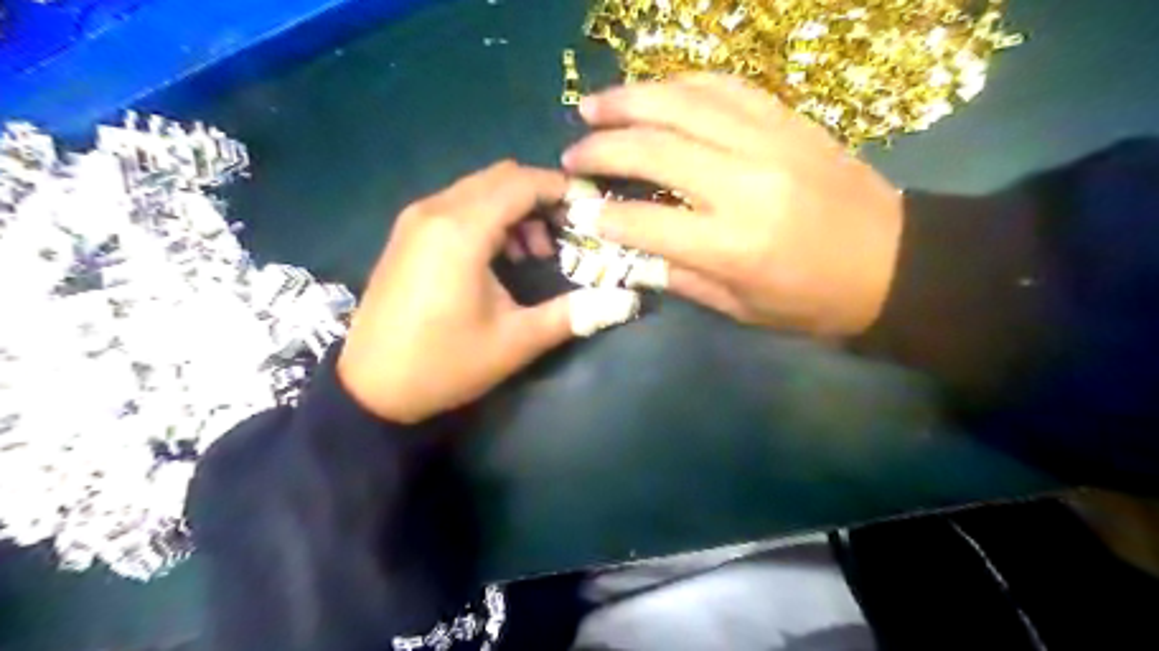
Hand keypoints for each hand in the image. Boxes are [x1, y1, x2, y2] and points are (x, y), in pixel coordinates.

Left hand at [335, 161, 643, 425]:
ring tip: (534, 252)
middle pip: (501, 178)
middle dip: (540, 197)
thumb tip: (626, 301)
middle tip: (567, 234)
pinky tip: (499, 256)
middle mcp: (435, 210)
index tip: (591, 209)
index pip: (522, 183)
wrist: (370, 388)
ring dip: (515, 208)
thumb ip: (572, 314)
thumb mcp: (516, 341)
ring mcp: (415, 219)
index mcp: (461, 231)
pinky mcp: (407, 234)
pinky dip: (488, 216)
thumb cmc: (445, 364)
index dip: (562, 189)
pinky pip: (457, 205)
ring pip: (479, 189)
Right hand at [561, 73, 903, 337]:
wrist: (897, 264)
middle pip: (654, 149)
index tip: (579, 209)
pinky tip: (655, 90)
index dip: (604, 215)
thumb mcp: (742, 308)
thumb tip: (632, 248)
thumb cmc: (814, 301)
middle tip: (571, 154)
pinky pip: (726, 87)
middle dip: (602, 148)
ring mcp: (769, 142)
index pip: (645, 220)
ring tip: (593, 105)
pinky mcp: (789, 121)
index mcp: (732, 244)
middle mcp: (744, 183)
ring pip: (684, 103)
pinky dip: (681, 84)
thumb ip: (681, 275)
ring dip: (629, 100)